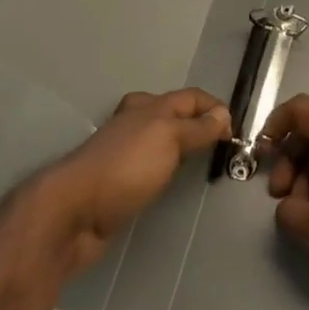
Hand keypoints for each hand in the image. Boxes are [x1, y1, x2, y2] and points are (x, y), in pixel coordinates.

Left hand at [39, 88, 229, 274]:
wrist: (73, 212)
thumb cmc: (126, 167)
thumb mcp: (169, 138)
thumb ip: (198, 127)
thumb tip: (223, 114)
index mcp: (148, 107)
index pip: (191, 97)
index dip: (215, 108)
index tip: (235, 132)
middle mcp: (136, 123)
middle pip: (174, 114)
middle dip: (198, 122)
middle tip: (220, 143)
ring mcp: (125, 152)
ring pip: (162, 139)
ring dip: (182, 145)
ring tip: (203, 161)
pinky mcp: (118, 180)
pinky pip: (151, 164)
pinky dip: (168, 167)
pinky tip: (173, 180)